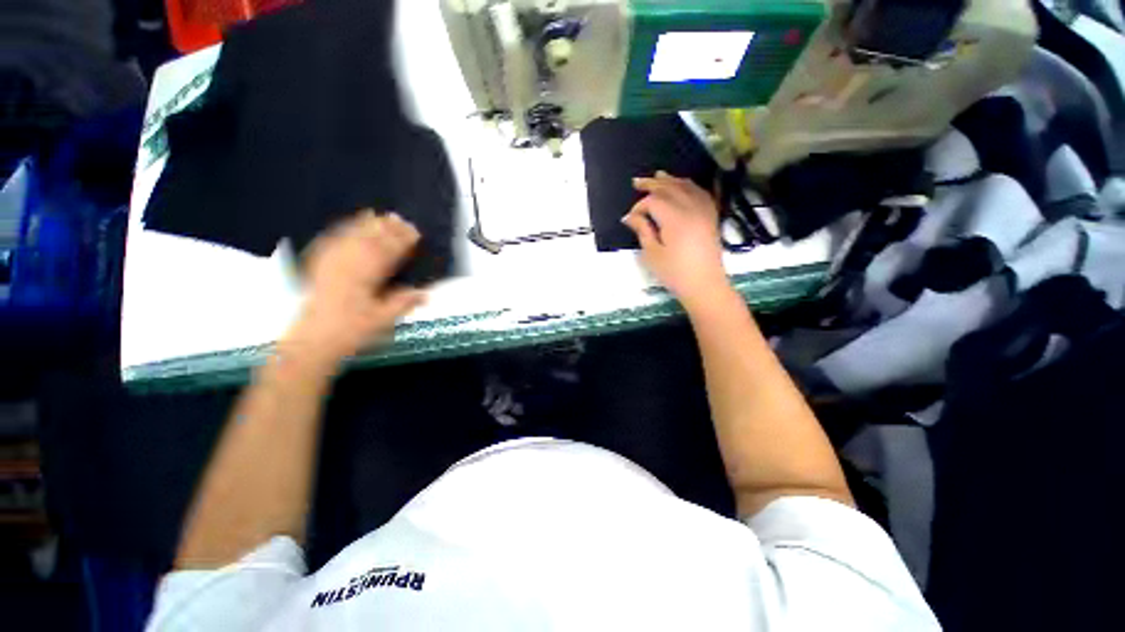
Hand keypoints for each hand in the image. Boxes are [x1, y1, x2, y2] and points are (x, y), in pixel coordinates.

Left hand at [285, 210, 425, 367]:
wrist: (313, 341)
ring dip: (365, 225)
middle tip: (400, 217)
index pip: (388, 253)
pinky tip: (347, 225)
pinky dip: (340, 230)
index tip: (415, 232)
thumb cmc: (351, 331)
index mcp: (365, 278)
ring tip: (377, 214)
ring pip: (349, 238)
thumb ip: (403, 303)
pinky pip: (329, 242)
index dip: (402, 241)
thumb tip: (425, 293)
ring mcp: (330, 264)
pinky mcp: (319, 267)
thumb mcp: (382, 320)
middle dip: (386, 228)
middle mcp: (347, 266)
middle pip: (369, 241)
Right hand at [622, 171, 729, 305]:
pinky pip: (701, 193)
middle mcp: (691, 208)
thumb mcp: (653, 254)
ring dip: (670, 180)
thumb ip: (643, 231)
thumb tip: (630, 217)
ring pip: (686, 186)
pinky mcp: (711, 216)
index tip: (630, 218)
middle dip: (652, 184)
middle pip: (670, 188)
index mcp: (675, 218)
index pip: (653, 201)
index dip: (639, 206)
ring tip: (658, 175)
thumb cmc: (675, 273)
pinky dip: (689, 186)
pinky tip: (683, 186)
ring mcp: (704, 211)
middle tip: (636, 182)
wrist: (705, 285)